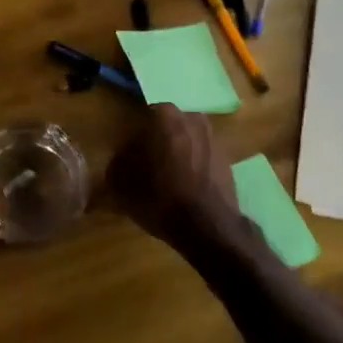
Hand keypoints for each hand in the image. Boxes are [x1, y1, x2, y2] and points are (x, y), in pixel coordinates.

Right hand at [107, 104, 243, 249]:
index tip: (125, 160)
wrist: (208, 226)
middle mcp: (191, 118)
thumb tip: (120, 160)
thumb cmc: (159, 198)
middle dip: (154, 145)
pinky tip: (182, 188)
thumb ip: (116, 164)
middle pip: (164, 129)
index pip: (139, 121)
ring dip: (173, 155)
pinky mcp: (226, 158)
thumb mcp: (121, 184)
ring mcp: (212, 137)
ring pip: (184, 142)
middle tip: (143, 169)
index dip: (130, 142)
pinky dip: (190, 167)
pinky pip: (199, 157)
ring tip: (163, 181)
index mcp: (164, 116)